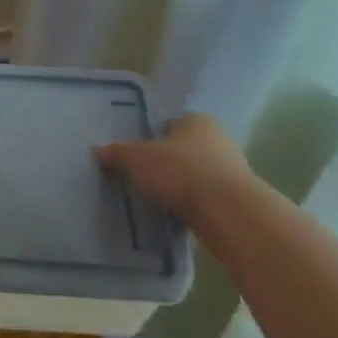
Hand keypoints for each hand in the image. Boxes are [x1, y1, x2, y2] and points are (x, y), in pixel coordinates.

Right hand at [95, 113, 252, 224]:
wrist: (227, 212)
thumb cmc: (180, 171)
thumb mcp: (137, 159)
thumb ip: (117, 153)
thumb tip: (98, 150)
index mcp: (196, 120)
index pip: (169, 124)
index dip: (151, 138)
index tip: (137, 156)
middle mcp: (219, 139)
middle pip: (184, 150)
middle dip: (167, 163)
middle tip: (144, 179)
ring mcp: (233, 170)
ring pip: (197, 175)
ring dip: (181, 187)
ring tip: (157, 201)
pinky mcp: (238, 199)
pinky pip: (207, 199)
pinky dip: (193, 206)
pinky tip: (177, 217)